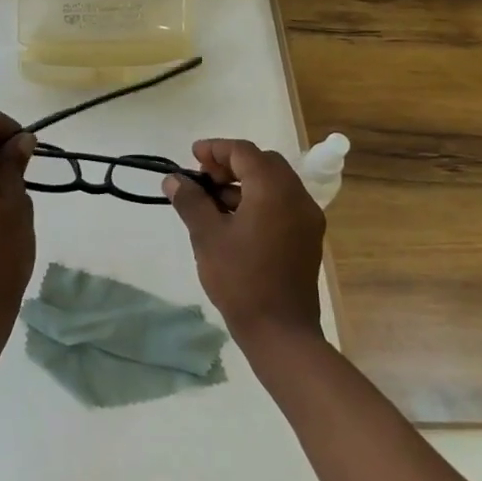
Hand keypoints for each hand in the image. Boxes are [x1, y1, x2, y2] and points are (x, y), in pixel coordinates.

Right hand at [164, 139, 325, 348]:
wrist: (280, 332)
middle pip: (263, 163)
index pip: (244, 152)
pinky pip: (283, 203)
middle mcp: (297, 196)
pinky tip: (235, 221)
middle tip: (203, 178)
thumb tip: (174, 179)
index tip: (191, 157)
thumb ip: (191, 201)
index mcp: (273, 190)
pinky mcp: (307, 238)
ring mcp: (307, 218)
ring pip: (274, 183)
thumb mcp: (207, 236)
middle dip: (231, 164)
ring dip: (244, 183)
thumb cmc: (240, 279)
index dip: (215, 149)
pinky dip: (259, 200)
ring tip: (213, 202)